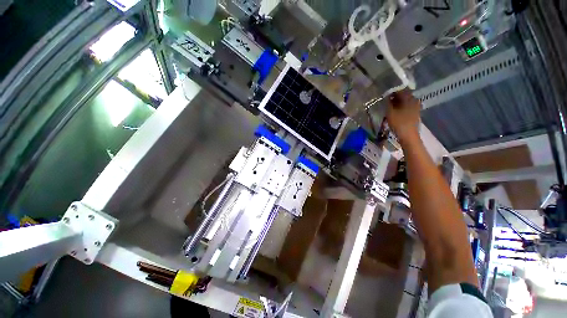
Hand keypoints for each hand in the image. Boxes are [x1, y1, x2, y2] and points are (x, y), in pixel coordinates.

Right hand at [386, 89, 420, 143]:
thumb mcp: (390, 112)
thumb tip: (386, 96)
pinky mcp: (415, 112)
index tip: (384, 93)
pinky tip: (396, 110)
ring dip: (398, 101)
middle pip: (403, 94)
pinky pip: (407, 105)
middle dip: (395, 96)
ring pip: (405, 100)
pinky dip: (401, 106)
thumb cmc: (398, 123)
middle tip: (386, 100)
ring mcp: (416, 106)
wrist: (408, 136)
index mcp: (408, 97)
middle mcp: (414, 99)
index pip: (399, 89)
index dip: (391, 91)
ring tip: (390, 105)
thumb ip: (388, 103)